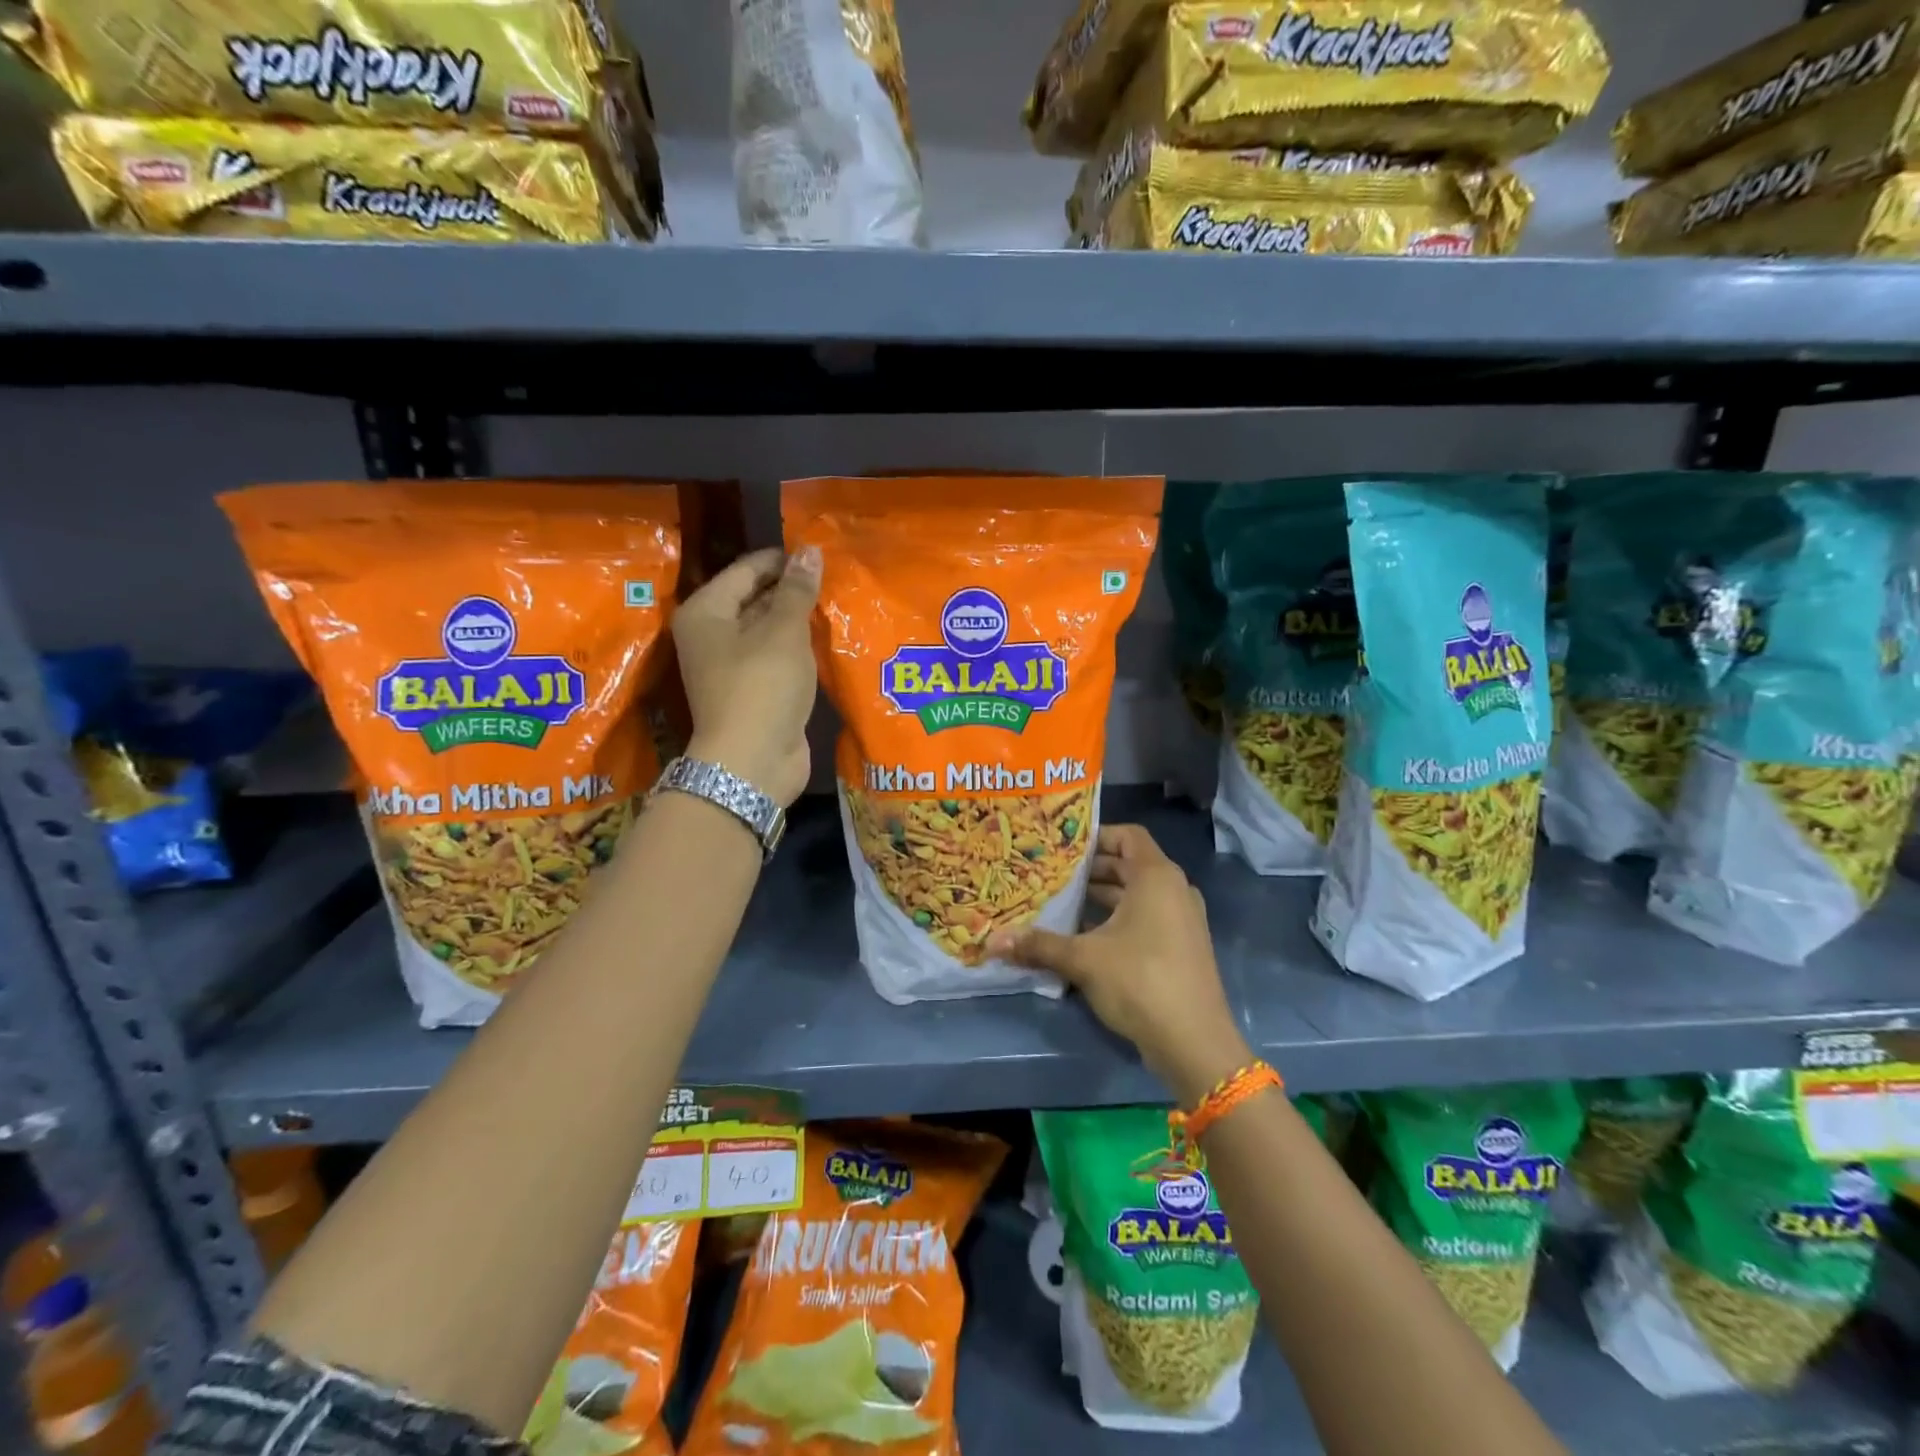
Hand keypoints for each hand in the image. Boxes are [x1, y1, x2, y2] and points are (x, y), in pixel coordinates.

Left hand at [673, 546, 820, 806]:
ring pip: (768, 630)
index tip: (820, 553)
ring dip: (798, 620)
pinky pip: (776, 658)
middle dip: (792, 590)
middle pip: (754, 599)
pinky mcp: (752, 691)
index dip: (782, 560)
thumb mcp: (783, 631)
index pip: (746, 570)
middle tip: (834, 577)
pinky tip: (827, 639)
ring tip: (837, 602)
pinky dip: (798, 649)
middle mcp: (711, 636)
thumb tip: (810, 551)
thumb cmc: (762, 686)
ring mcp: (730, 666)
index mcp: (705, 612)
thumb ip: (797, 590)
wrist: (752, 763)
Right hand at [987, 824, 1253, 1105]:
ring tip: (1060, 905)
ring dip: (1101, 898)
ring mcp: (1182, 920)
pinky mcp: (1181, 947)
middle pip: (1129, 865)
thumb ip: (1039, 945)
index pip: (1127, 835)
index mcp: (1156, 877)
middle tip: (1051, 875)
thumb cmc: (1140, 981)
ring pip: (1136, 895)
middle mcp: (1174, 890)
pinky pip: (1146, 918)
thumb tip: (991, 941)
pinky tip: (1084, 938)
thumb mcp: (1083, 959)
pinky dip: (1117, 920)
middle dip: (1090, 870)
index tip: (1062, 847)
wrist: (1194, 1042)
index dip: (1096, 836)